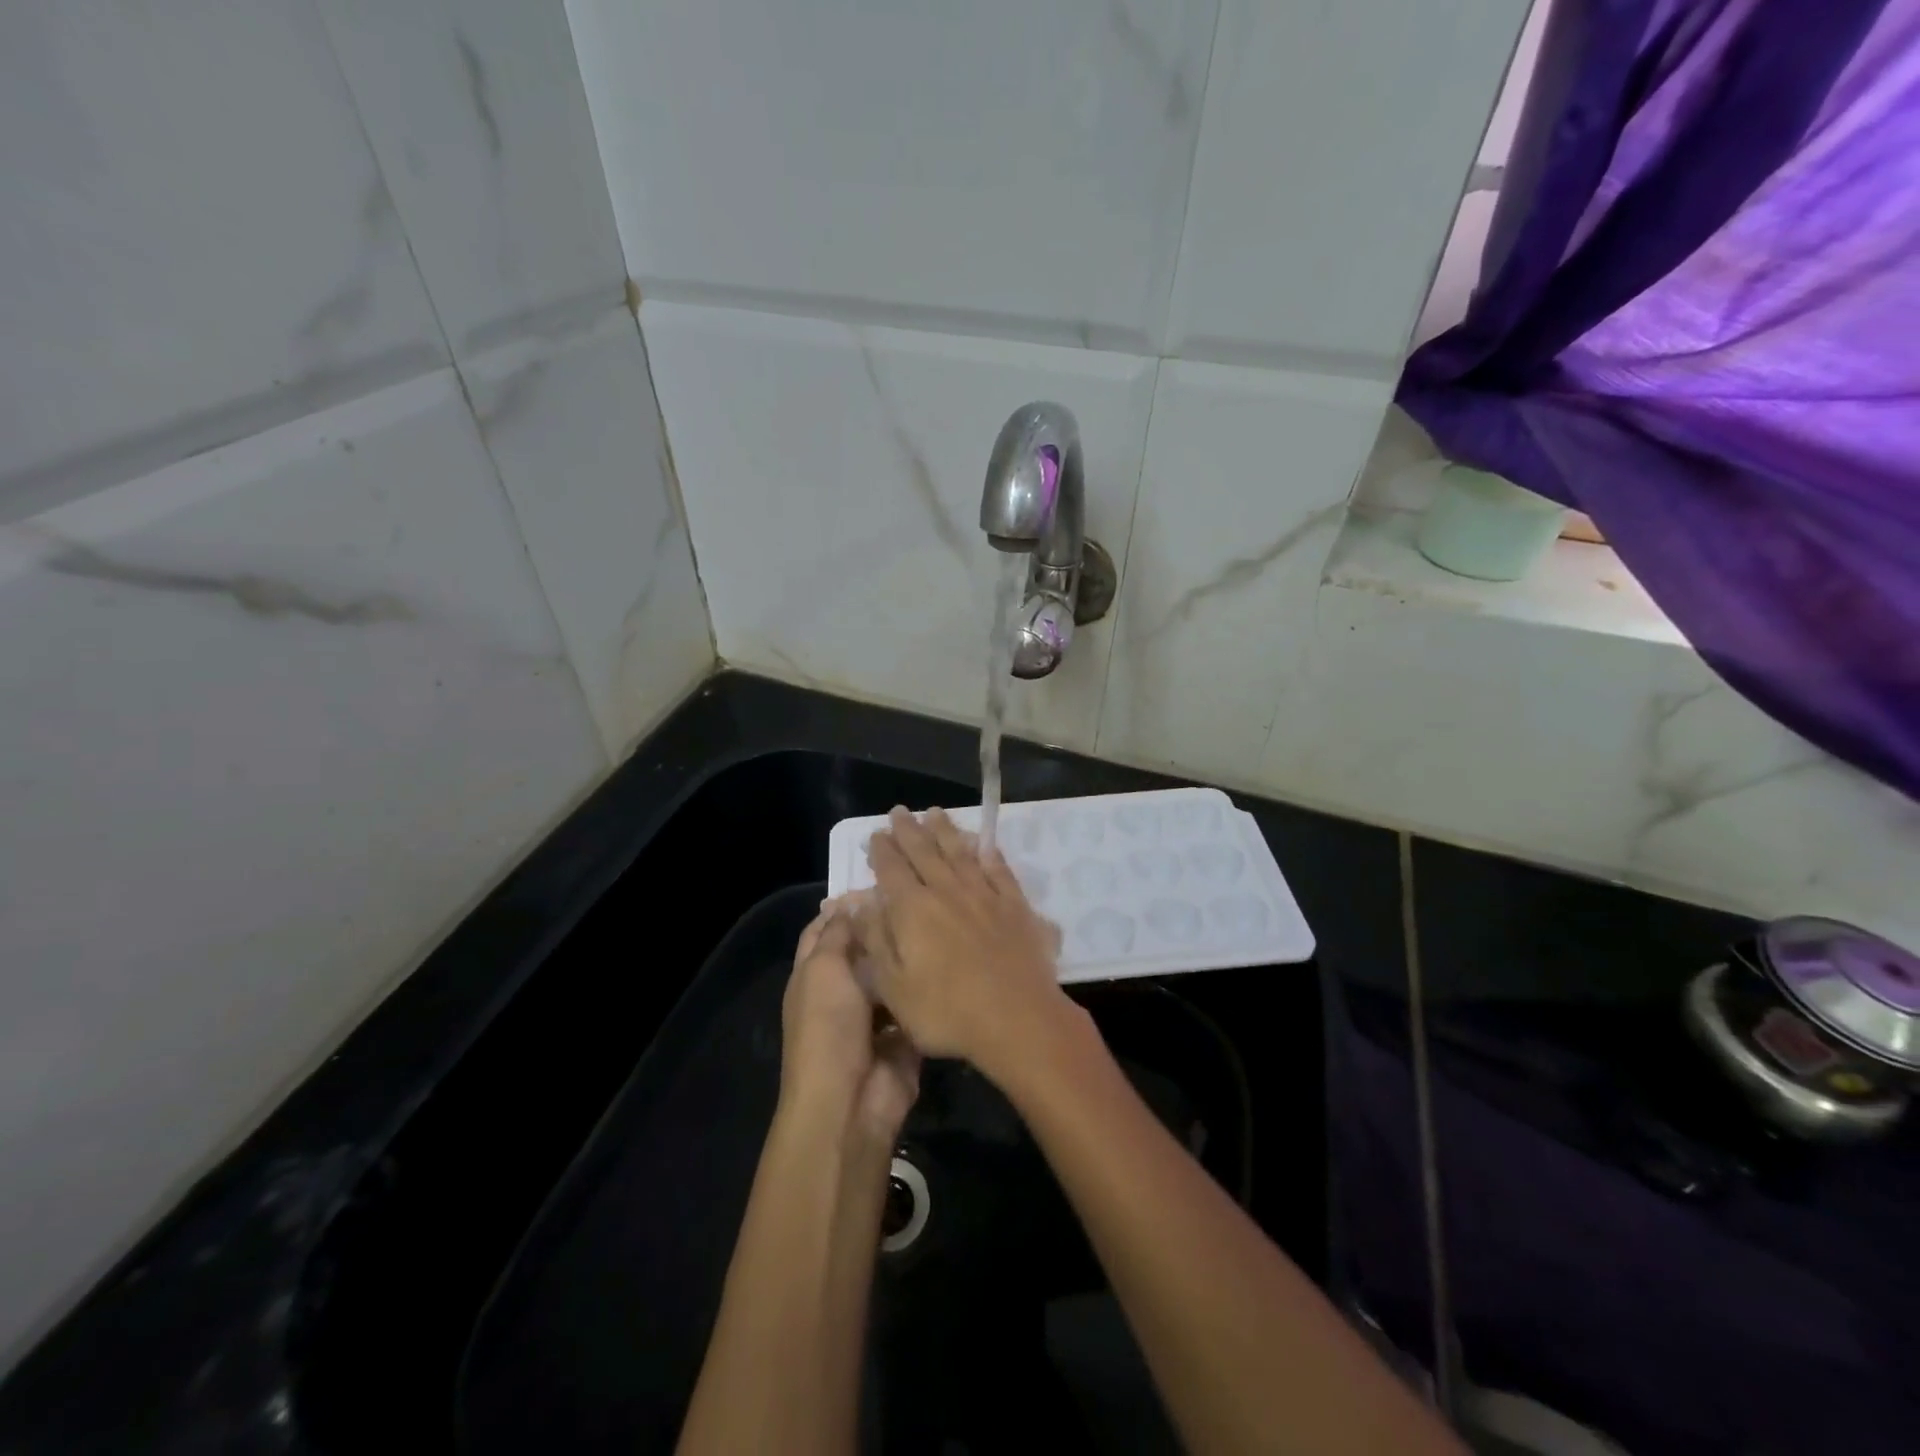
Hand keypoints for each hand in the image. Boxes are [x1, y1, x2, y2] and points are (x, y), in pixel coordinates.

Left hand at [781, 900, 921, 1145]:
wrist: (850, 1102)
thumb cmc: (828, 1027)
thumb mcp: (824, 969)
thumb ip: (838, 933)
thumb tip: (851, 901)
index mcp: (814, 974)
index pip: (825, 929)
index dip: (845, 906)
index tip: (879, 881)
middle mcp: (842, 991)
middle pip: (864, 949)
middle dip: (885, 926)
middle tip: (920, 896)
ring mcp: (874, 1015)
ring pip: (894, 974)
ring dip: (910, 955)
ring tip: (941, 919)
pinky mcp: (904, 1036)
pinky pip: (917, 1003)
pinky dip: (928, 987)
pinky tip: (952, 959)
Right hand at [852, 807, 1074, 1083]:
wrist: (1018, 1019)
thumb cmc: (947, 1012)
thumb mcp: (894, 986)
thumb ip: (875, 939)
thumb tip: (856, 904)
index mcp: (913, 909)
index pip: (892, 870)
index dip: (882, 850)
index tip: (876, 834)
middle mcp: (946, 891)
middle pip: (924, 852)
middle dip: (909, 831)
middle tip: (899, 812)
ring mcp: (983, 895)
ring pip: (959, 852)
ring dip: (945, 831)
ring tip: (935, 814)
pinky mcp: (1014, 905)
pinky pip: (997, 869)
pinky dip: (988, 852)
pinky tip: (983, 844)